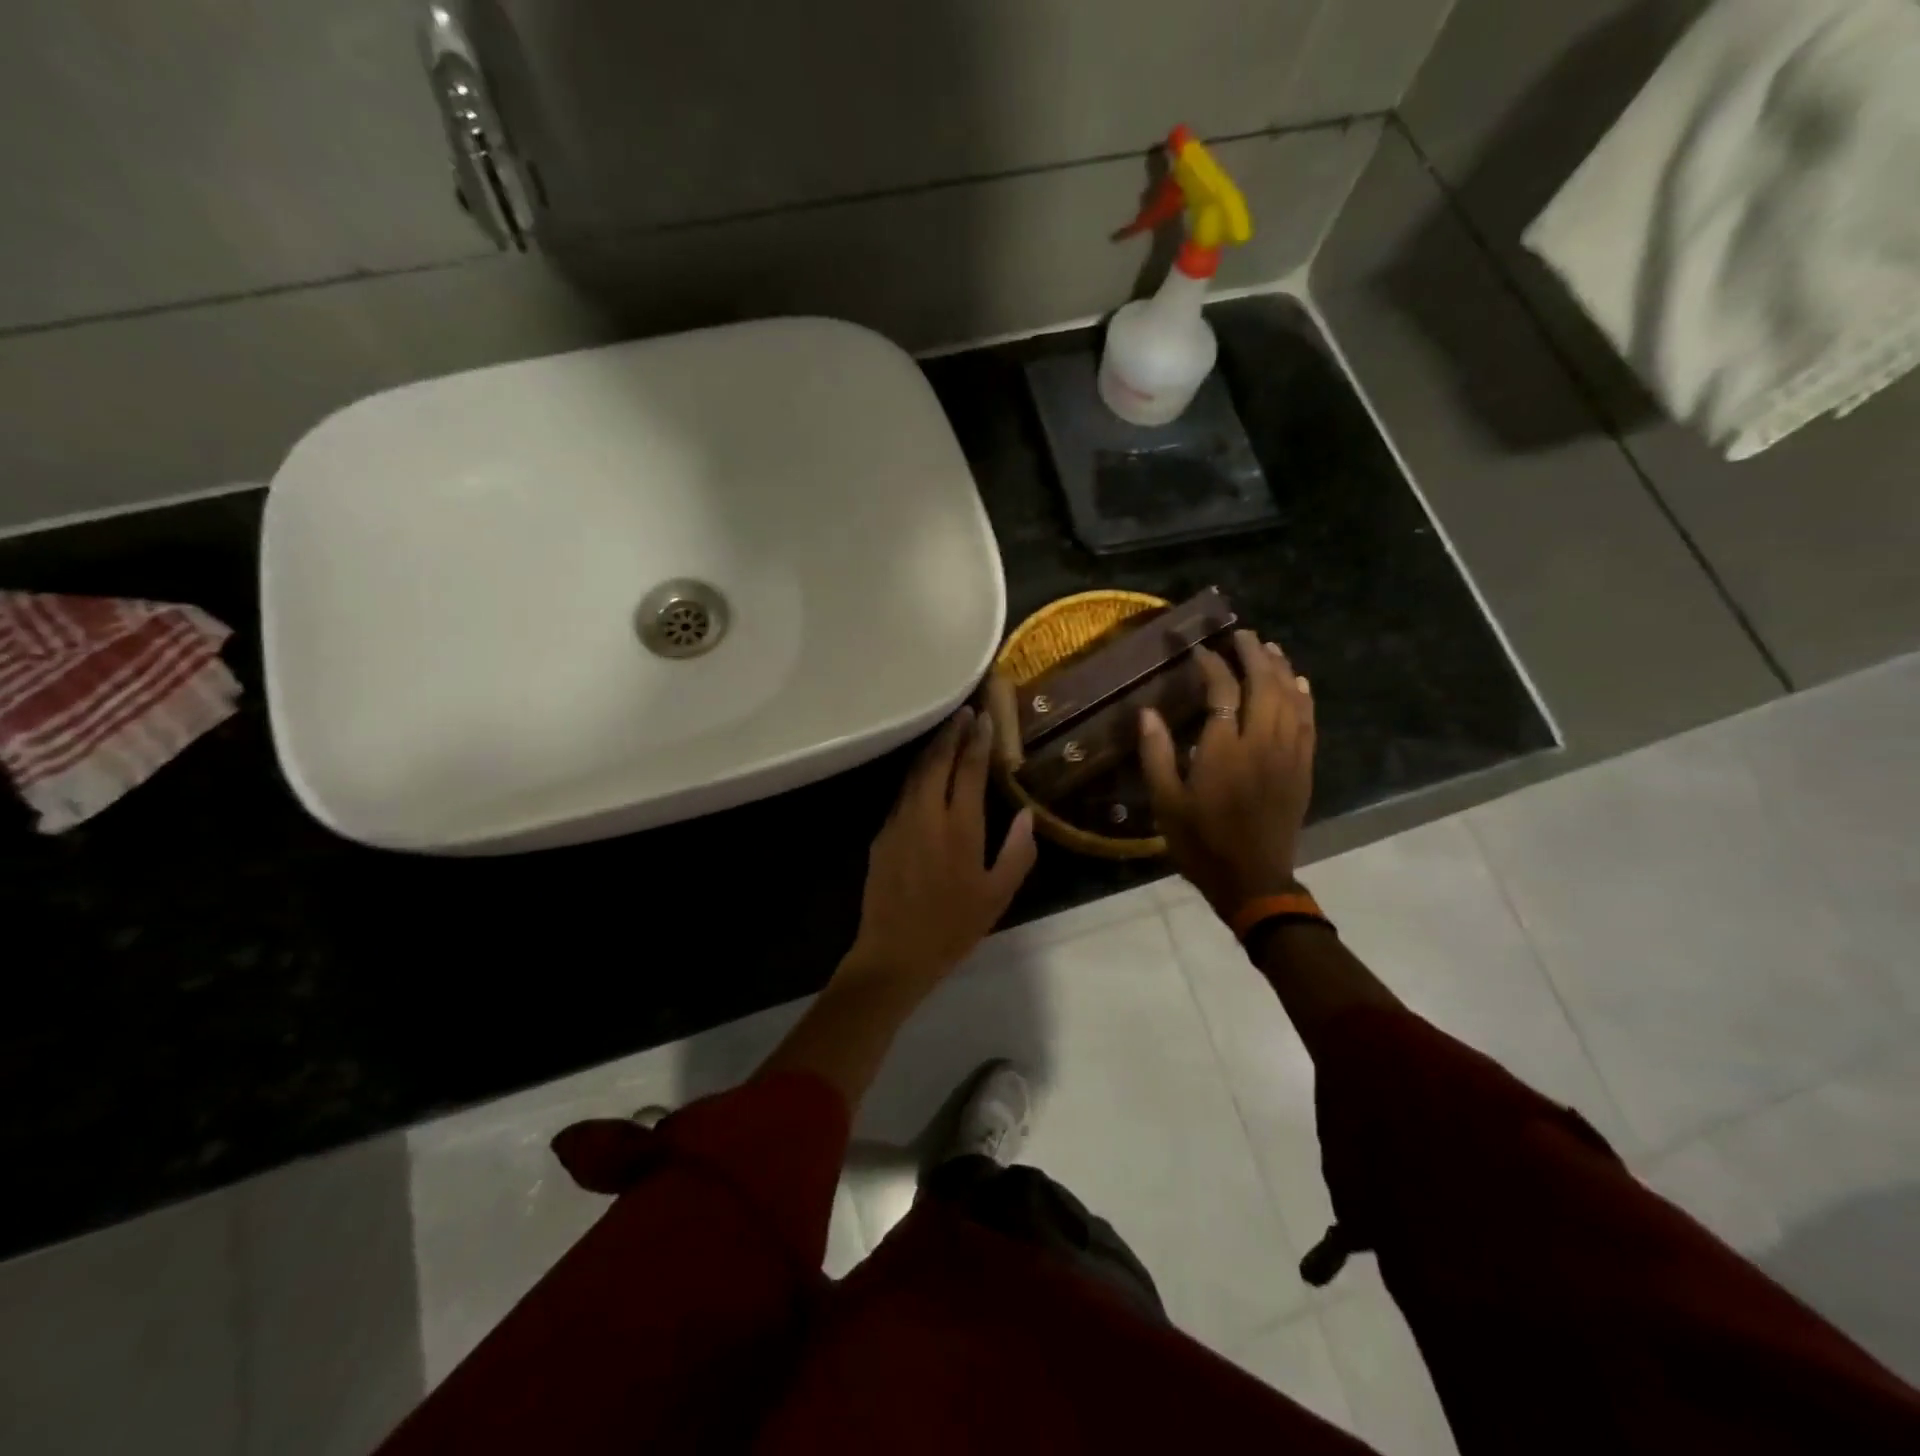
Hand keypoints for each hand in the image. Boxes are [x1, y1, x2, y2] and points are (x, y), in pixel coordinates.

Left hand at [840, 707, 1037, 1000]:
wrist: (894, 953)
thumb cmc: (953, 926)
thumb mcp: (998, 895)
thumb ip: (1017, 852)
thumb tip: (1027, 814)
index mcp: (959, 827)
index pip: (968, 770)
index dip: (977, 741)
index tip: (984, 717)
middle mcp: (926, 815)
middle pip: (936, 761)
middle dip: (951, 733)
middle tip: (964, 712)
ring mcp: (899, 822)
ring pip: (915, 774)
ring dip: (932, 750)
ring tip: (946, 733)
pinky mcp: (882, 835)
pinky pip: (903, 794)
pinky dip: (917, 775)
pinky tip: (925, 775)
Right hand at [1139, 630, 1315, 920]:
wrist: (1252, 880)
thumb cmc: (1201, 842)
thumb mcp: (1166, 803)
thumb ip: (1156, 754)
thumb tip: (1147, 712)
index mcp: (1224, 751)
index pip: (1223, 692)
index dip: (1211, 666)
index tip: (1199, 650)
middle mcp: (1261, 744)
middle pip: (1264, 685)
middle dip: (1253, 655)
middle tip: (1242, 635)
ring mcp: (1288, 755)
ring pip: (1291, 699)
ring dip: (1281, 669)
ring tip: (1269, 648)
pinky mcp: (1303, 768)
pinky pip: (1309, 722)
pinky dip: (1304, 697)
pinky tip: (1299, 683)